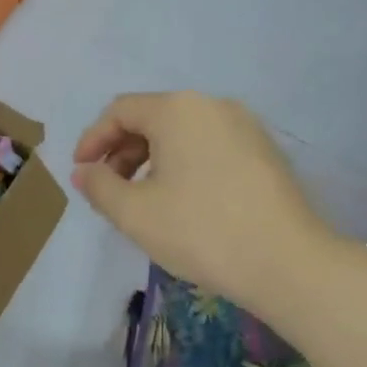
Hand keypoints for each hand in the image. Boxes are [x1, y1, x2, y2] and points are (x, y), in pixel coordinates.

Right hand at [72, 91, 338, 315]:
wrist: (286, 261)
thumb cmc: (200, 231)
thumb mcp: (134, 213)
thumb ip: (99, 186)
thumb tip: (84, 171)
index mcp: (178, 110)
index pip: (120, 111)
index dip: (93, 139)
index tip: (81, 172)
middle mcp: (212, 105)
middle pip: (153, 117)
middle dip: (122, 151)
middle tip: (109, 189)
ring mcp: (245, 126)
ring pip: (183, 133)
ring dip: (152, 160)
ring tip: (143, 200)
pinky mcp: (265, 151)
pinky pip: (210, 146)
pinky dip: (184, 165)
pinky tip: (182, 201)